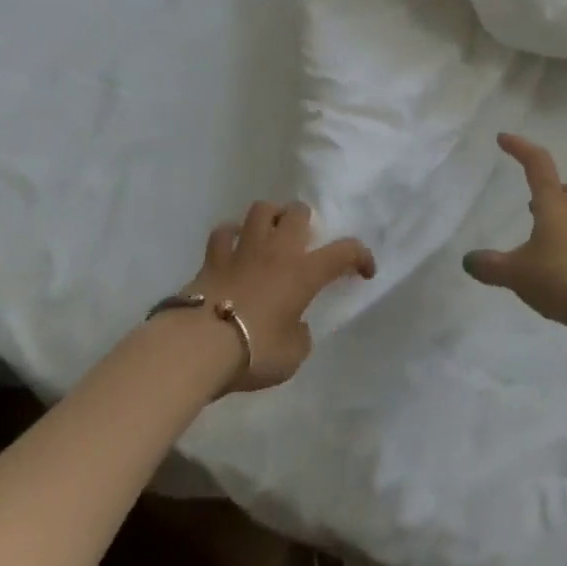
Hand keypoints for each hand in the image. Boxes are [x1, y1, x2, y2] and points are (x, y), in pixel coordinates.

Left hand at [183, 201, 375, 392]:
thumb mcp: (292, 355)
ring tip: (270, 231)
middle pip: (297, 212)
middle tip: (303, 240)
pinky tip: (232, 246)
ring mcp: (243, 248)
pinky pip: (224, 232)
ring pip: (261, 210)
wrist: (201, 344)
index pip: (344, 252)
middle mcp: (277, 250)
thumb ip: (299, 335)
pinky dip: (230, 236)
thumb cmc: (255, 351)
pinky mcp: (213, 256)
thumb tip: (295, 325)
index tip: (365, 271)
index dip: (360, 256)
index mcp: (304, 272)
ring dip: (270, 216)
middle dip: (305, 221)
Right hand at [463, 134, 566, 333]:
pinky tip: (563, 274)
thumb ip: (491, 266)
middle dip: (553, 192)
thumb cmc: (560, 276)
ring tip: (544, 247)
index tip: (503, 139)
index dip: (520, 148)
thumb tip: (468, 261)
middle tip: (535, 206)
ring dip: (563, 224)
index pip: (537, 164)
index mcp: (553, 204)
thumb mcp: (517, 274)